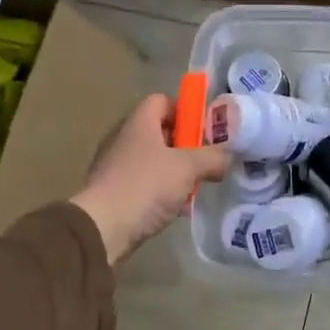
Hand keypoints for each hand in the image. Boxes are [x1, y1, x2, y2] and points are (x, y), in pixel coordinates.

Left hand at [70, 94, 230, 263]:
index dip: (186, 110)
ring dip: (176, 172)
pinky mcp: (114, 192)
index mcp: (139, 123)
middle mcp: (124, 139)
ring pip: (154, 161)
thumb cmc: (145, 186)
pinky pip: (145, 184)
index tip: (205, 129)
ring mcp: (116, 167)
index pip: (162, 101)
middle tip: (207, 160)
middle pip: (160, 132)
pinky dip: (162, 192)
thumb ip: (213, 158)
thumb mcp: (188, 168)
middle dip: (186, 145)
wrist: (102, 228)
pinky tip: (177, 208)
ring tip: (196, 187)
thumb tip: (227, 157)